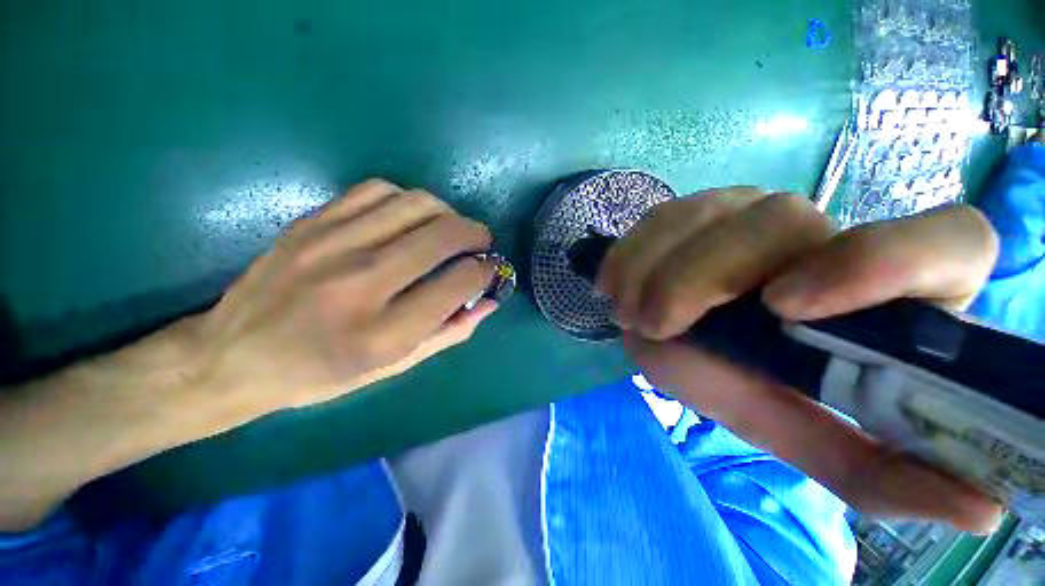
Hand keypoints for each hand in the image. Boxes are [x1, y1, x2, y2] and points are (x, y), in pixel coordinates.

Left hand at [194, 178, 497, 414]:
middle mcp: (361, 284)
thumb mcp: (395, 367)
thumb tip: (490, 302)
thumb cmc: (322, 373)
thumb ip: (450, 332)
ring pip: (416, 204)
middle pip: (443, 235)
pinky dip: (408, 200)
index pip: (459, 282)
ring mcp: (331, 246)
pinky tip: (409, 217)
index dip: (484, 271)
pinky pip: (378, 190)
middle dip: (476, 234)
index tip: (488, 270)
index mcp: (385, 333)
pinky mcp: (311, 223)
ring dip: (447, 213)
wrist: (234, 356)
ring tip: (449, 228)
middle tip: (481, 243)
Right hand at [597, 188, 1003, 532]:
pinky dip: (630, 254)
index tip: (785, 309)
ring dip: (653, 270)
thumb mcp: (794, 427)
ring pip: (705, 213)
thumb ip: (868, 467)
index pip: (947, 242)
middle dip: (701, 279)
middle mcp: (821, 232)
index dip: (884, 261)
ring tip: (630, 313)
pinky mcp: (693, 208)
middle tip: (655, 324)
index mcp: (880, 289)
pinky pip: (658, 217)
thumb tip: (980, 510)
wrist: (673, 332)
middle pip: (781, 222)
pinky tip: (616, 285)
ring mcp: (747, 209)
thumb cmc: (740, 381)